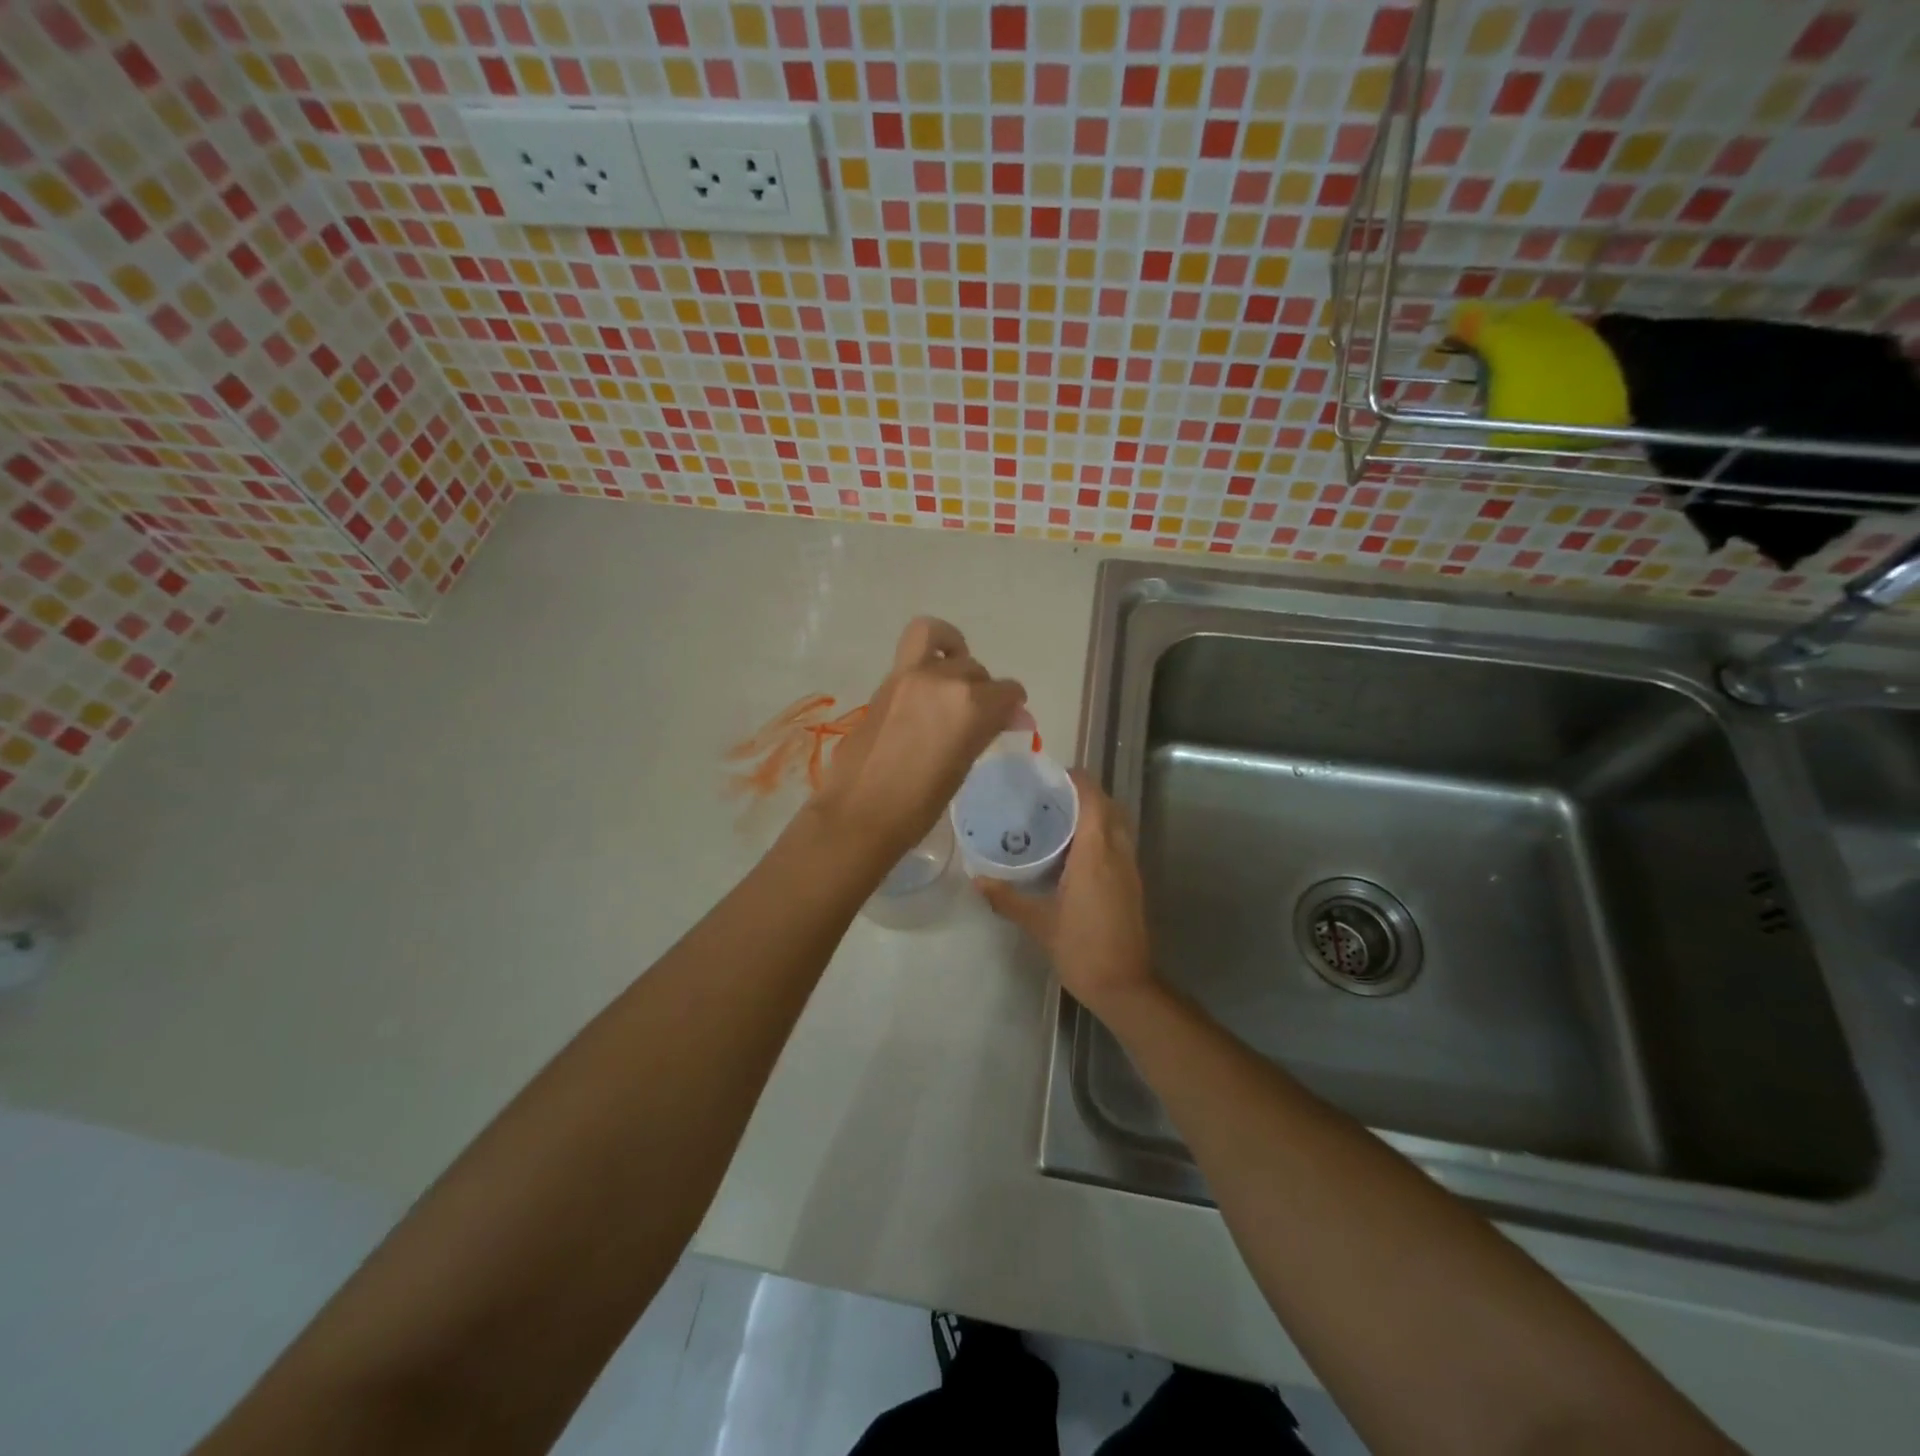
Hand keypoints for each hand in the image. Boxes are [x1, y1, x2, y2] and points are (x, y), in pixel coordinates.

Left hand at [811, 617, 1028, 862]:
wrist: (860, 813)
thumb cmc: (919, 805)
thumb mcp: (962, 766)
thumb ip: (985, 730)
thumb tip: (1013, 716)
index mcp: (971, 707)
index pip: (1008, 692)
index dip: (1013, 708)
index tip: (1009, 722)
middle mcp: (944, 680)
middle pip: (977, 671)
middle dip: (984, 692)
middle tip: (977, 718)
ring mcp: (911, 675)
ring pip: (945, 644)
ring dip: (956, 657)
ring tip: (954, 680)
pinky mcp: (887, 681)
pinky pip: (915, 648)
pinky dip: (930, 653)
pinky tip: (930, 683)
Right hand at [977, 772, 1157, 1019]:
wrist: (1125, 986)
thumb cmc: (1081, 948)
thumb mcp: (1038, 923)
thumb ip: (1007, 898)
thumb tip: (977, 880)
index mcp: (1096, 854)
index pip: (1093, 800)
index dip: (1077, 781)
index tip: (1051, 775)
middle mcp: (1117, 854)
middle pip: (1109, 807)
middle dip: (1085, 794)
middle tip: (1050, 795)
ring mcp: (1130, 869)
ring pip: (1118, 826)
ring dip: (1096, 813)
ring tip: (1060, 818)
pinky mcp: (1133, 884)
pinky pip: (1119, 844)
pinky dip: (1102, 834)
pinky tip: (1075, 852)